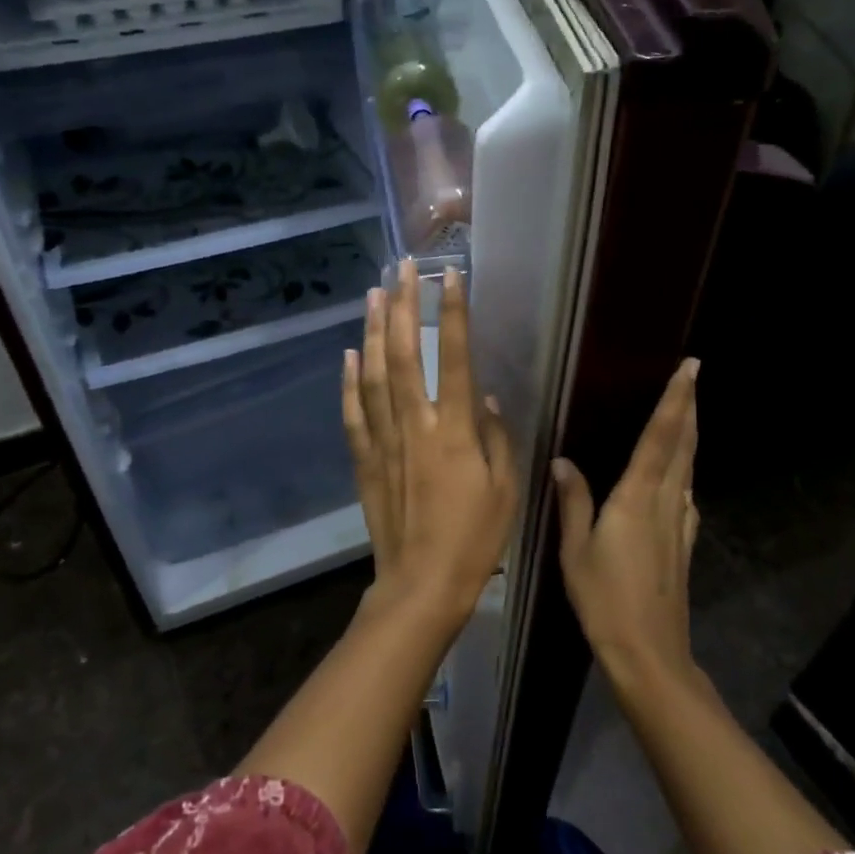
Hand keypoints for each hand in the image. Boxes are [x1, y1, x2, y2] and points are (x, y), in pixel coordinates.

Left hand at [342, 260, 516, 627]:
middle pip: (406, 355)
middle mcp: (416, 426)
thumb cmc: (475, 541)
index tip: (450, 277)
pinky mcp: (365, 461)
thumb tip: (489, 399)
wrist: (422, 585)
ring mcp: (385, 441)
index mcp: (456, 432)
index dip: (453, 315)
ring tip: (374, 293)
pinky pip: (353, 413)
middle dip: (404, 307)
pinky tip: (348, 354)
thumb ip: (498, 440)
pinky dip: (348, 381)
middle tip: (402, 268)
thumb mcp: (506, 491)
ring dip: (374, 331)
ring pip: (374, 376)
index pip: (456, 359)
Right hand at [552, 358, 701, 693]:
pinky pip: (687, 493)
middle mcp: (666, 502)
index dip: (675, 400)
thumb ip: (572, 500)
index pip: (660, 437)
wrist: (648, 651)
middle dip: (689, 407)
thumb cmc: (604, 598)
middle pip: (683, 445)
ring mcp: (680, 523)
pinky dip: (686, 469)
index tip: (689, 368)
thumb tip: (562, 461)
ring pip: (689, 467)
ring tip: (687, 411)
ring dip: (690, 434)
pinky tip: (681, 474)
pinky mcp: (684, 543)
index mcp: (637, 497)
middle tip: (693, 377)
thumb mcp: (575, 549)